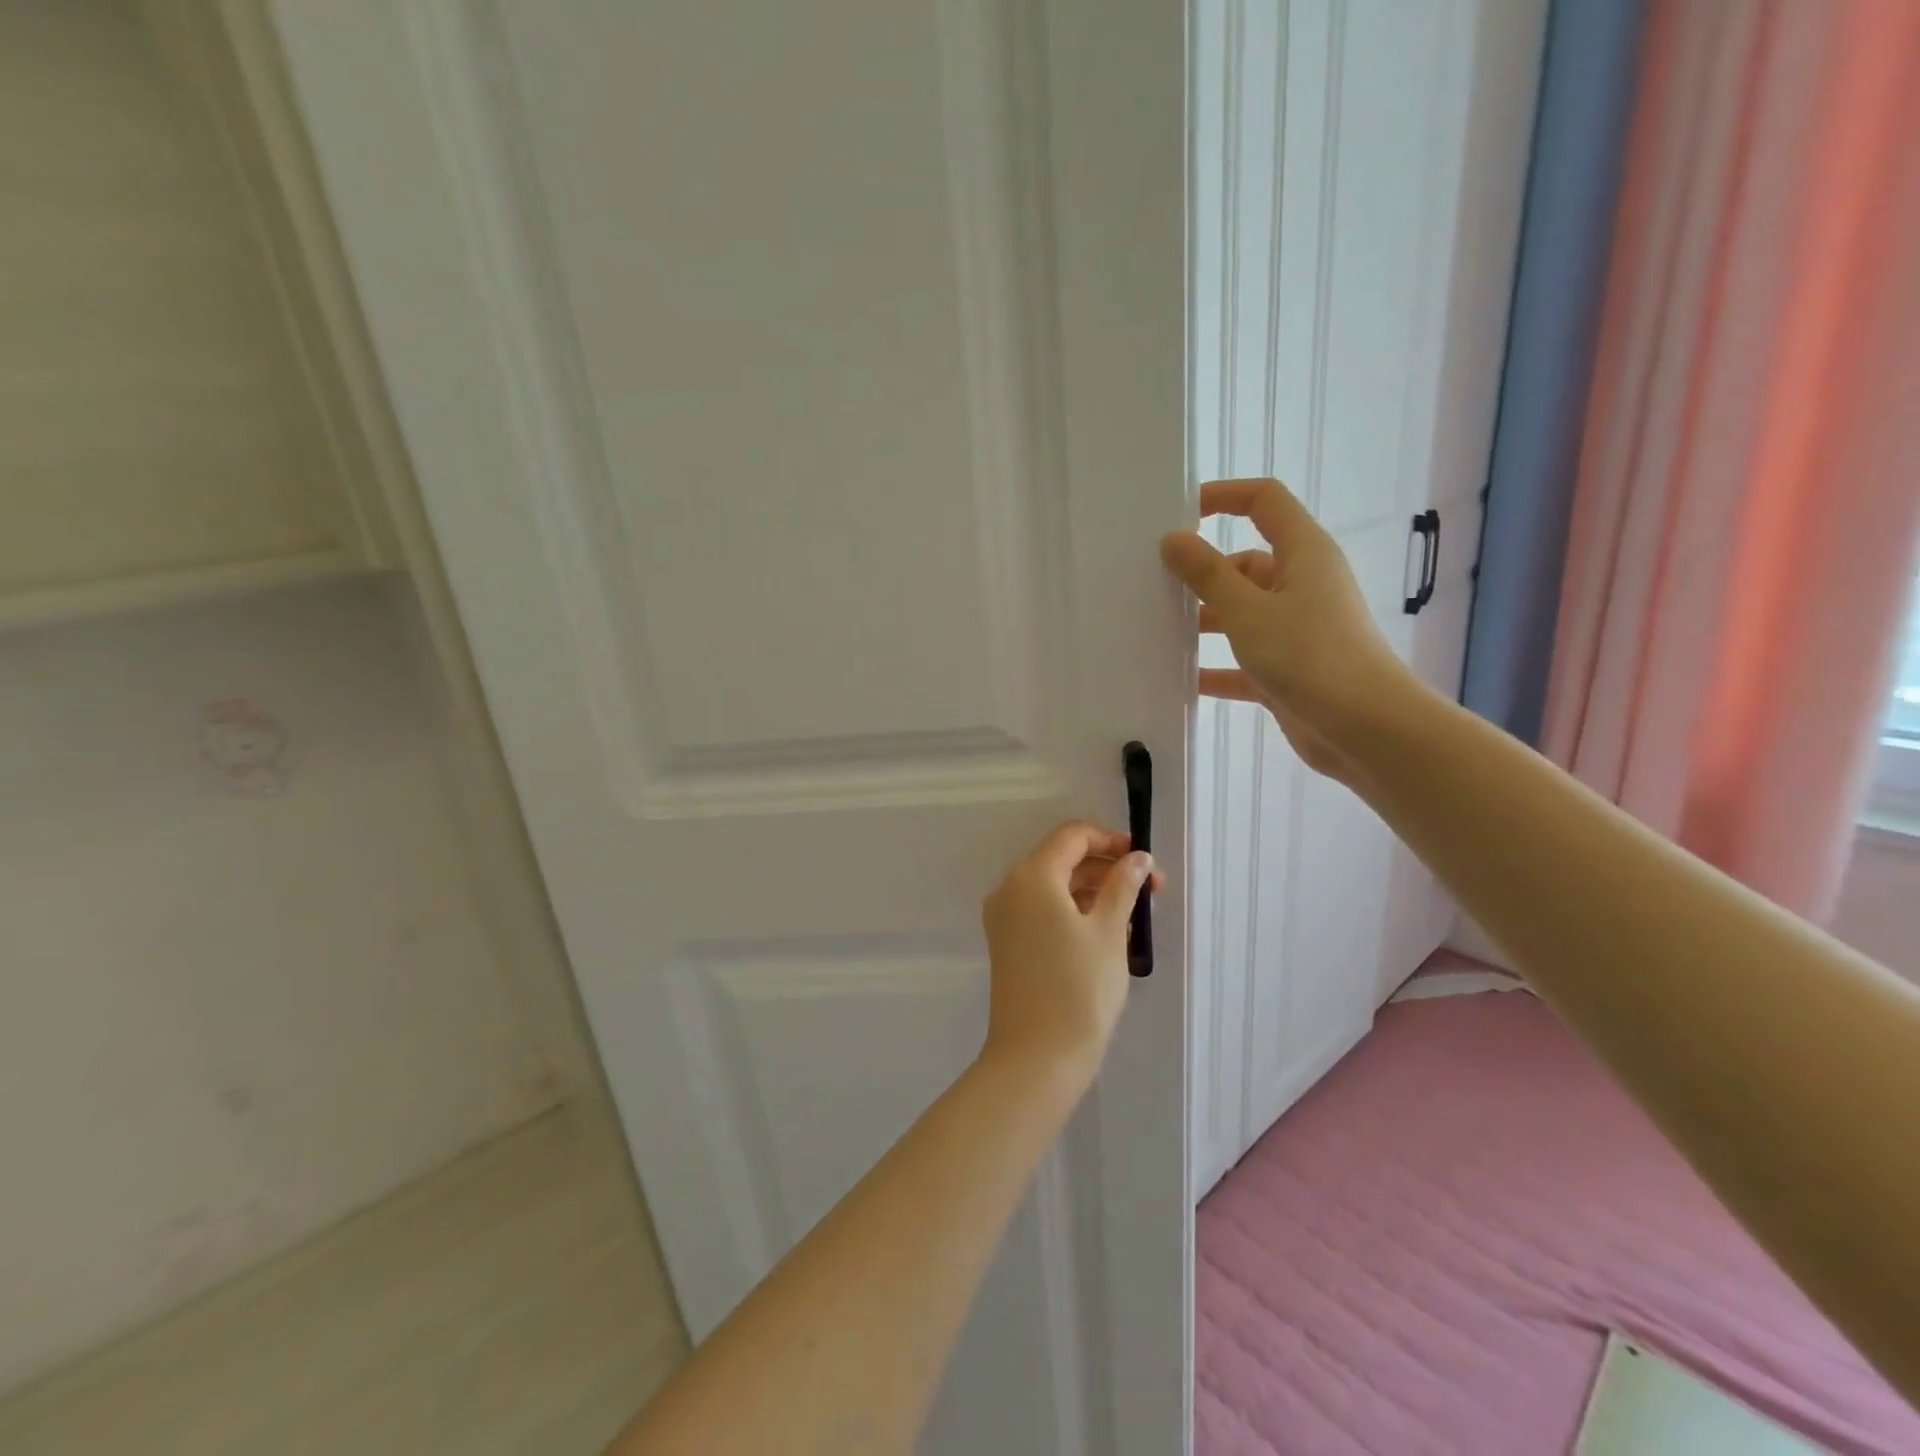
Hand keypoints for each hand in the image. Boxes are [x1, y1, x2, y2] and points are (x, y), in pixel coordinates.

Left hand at [979, 822, 1162, 1086]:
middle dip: (1107, 868)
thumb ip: (1123, 886)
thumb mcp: (1109, 931)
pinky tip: (1107, 933)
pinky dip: (1074, 911)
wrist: (1036, 1057)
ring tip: (1135, 916)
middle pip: (1062, 859)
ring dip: (1093, 891)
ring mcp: (1004, 918)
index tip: (1144, 860)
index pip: (1072, 836)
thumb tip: (1137, 858)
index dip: (1110, 840)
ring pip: (1053, 887)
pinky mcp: (1007, 943)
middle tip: (1151, 891)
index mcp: (1032, 876)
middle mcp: (1010, 889)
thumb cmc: (1079, 988)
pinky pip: (1043, 911)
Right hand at [1160, 477, 1413, 778]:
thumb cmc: (1310, 655)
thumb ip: (1208, 574)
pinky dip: (1216, 667)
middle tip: (1153, 584)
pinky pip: (1243, 660)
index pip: (1264, 502)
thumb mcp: (1248, 610)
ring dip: (1205, 620)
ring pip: (1242, 613)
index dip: (1224, 496)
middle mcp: (1302, 585)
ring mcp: (1297, 629)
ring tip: (1157, 630)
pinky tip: (1181, 679)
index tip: (1179, 513)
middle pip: (1245, 564)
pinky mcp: (1289, 670)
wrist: (1366, 729)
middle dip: (1203, 572)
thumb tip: (1173, 539)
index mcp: (1303, 554)